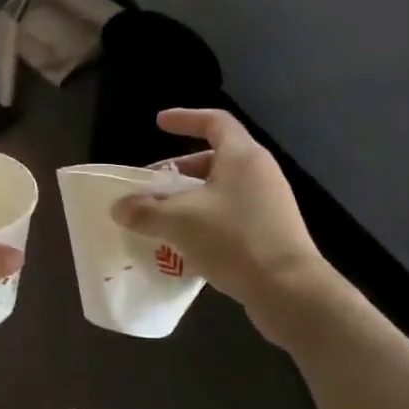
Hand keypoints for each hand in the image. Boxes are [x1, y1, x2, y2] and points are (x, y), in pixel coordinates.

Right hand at [111, 109, 329, 338]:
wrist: (288, 290)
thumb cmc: (234, 239)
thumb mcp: (179, 221)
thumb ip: (145, 211)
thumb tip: (119, 207)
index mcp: (242, 156)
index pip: (214, 121)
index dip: (185, 118)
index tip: (159, 123)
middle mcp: (259, 172)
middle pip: (214, 158)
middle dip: (178, 170)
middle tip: (151, 187)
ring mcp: (268, 202)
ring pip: (221, 189)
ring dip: (189, 199)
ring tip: (162, 218)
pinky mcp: (271, 230)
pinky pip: (231, 214)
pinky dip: (205, 219)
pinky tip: (185, 244)